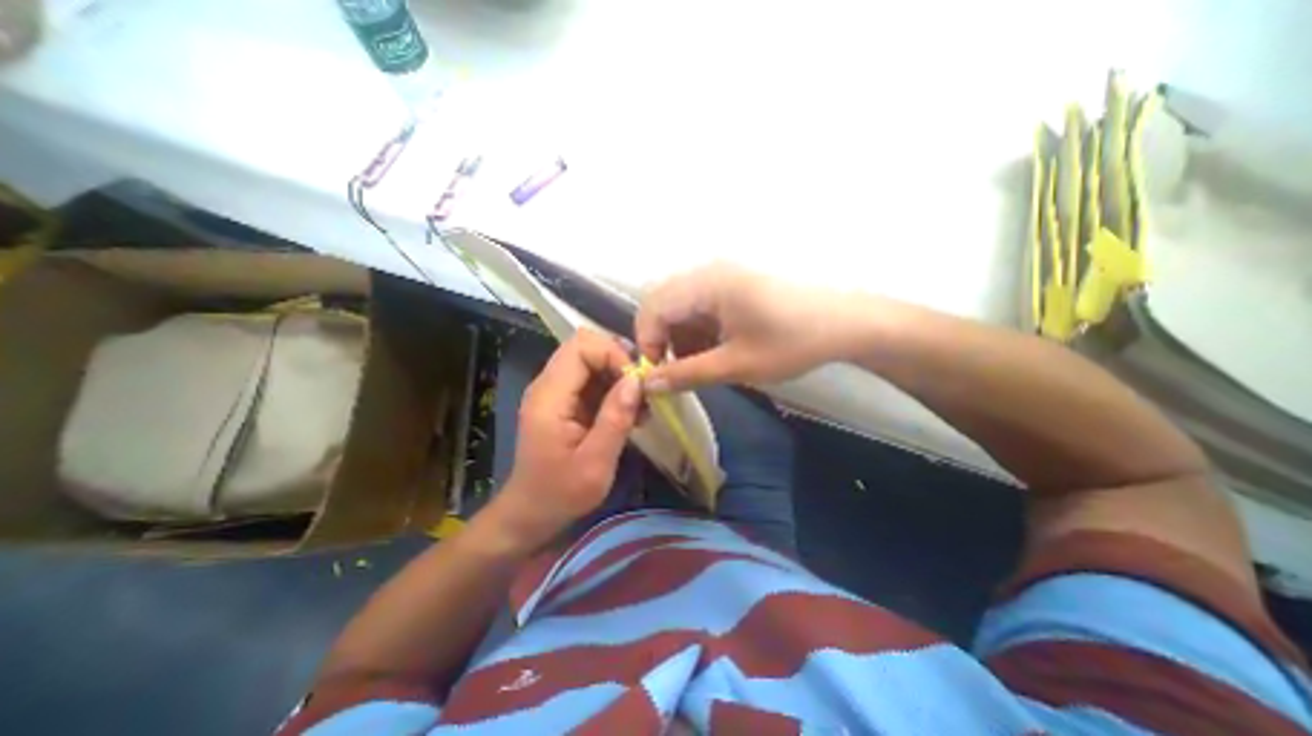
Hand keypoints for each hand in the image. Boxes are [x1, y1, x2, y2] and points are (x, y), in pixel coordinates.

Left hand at [498, 332, 645, 542]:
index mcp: (550, 396)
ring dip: (620, 376)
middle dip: (619, 362)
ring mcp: (556, 392)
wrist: (532, 513)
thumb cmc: (560, 494)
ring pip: (592, 360)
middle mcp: (549, 385)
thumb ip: (615, 419)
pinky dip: (614, 389)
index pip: (582, 346)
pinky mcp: (565, 401)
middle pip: (586, 346)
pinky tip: (629, 414)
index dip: (613, 354)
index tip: (636, 383)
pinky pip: (593, 379)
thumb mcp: (595, 463)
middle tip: (642, 391)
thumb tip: (637, 380)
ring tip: (639, 407)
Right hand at [638, 261, 851, 394]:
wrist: (846, 324)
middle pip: (663, 305)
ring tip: (699, 365)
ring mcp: (722, 278)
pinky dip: (698, 332)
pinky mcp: (733, 288)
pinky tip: (714, 351)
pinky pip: (700, 308)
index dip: (647, 343)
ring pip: (680, 308)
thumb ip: (687, 374)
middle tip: (674, 371)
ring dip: (680, 338)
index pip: (653, 308)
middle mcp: (708, 273)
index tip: (657, 375)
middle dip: (661, 341)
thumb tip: (649, 386)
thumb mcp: (736, 364)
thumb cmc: (792, 342)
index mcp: (707, 284)